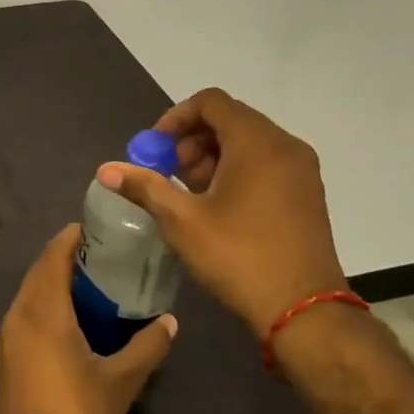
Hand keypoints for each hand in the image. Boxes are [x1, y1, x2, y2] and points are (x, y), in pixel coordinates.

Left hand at [0, 225, 175, 413]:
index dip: (70, 238)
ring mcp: (4, 339)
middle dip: (63, 259)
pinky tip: (67, 325)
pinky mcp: (2, 361)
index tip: (93, 228)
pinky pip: (22, 319)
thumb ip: (147, 347)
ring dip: (52, 285)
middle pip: (38, 273)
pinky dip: (42, 308)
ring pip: (27, 297)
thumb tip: (170, 322)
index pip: (52, 257)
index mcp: (42, 311)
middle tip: (99, 256)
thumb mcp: (121, 382)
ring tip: (87, 287)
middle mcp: (17, 316)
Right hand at [97, 88, 348, 337]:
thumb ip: (144, 187)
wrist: (303, 311)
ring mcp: (301, 170)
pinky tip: (218, 207)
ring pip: (248, 142)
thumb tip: (105, 170)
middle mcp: (284, 146)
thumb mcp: (182, 221)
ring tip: (190, 194)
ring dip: (212, 156)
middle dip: (191, 140)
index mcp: (256, 143)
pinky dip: (237, 170)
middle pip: (230, 119)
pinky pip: (266, 162)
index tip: (155, 150)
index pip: (210, 101)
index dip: (175, 117)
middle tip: (169, 174)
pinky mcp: (307, 193)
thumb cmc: (239, 257)